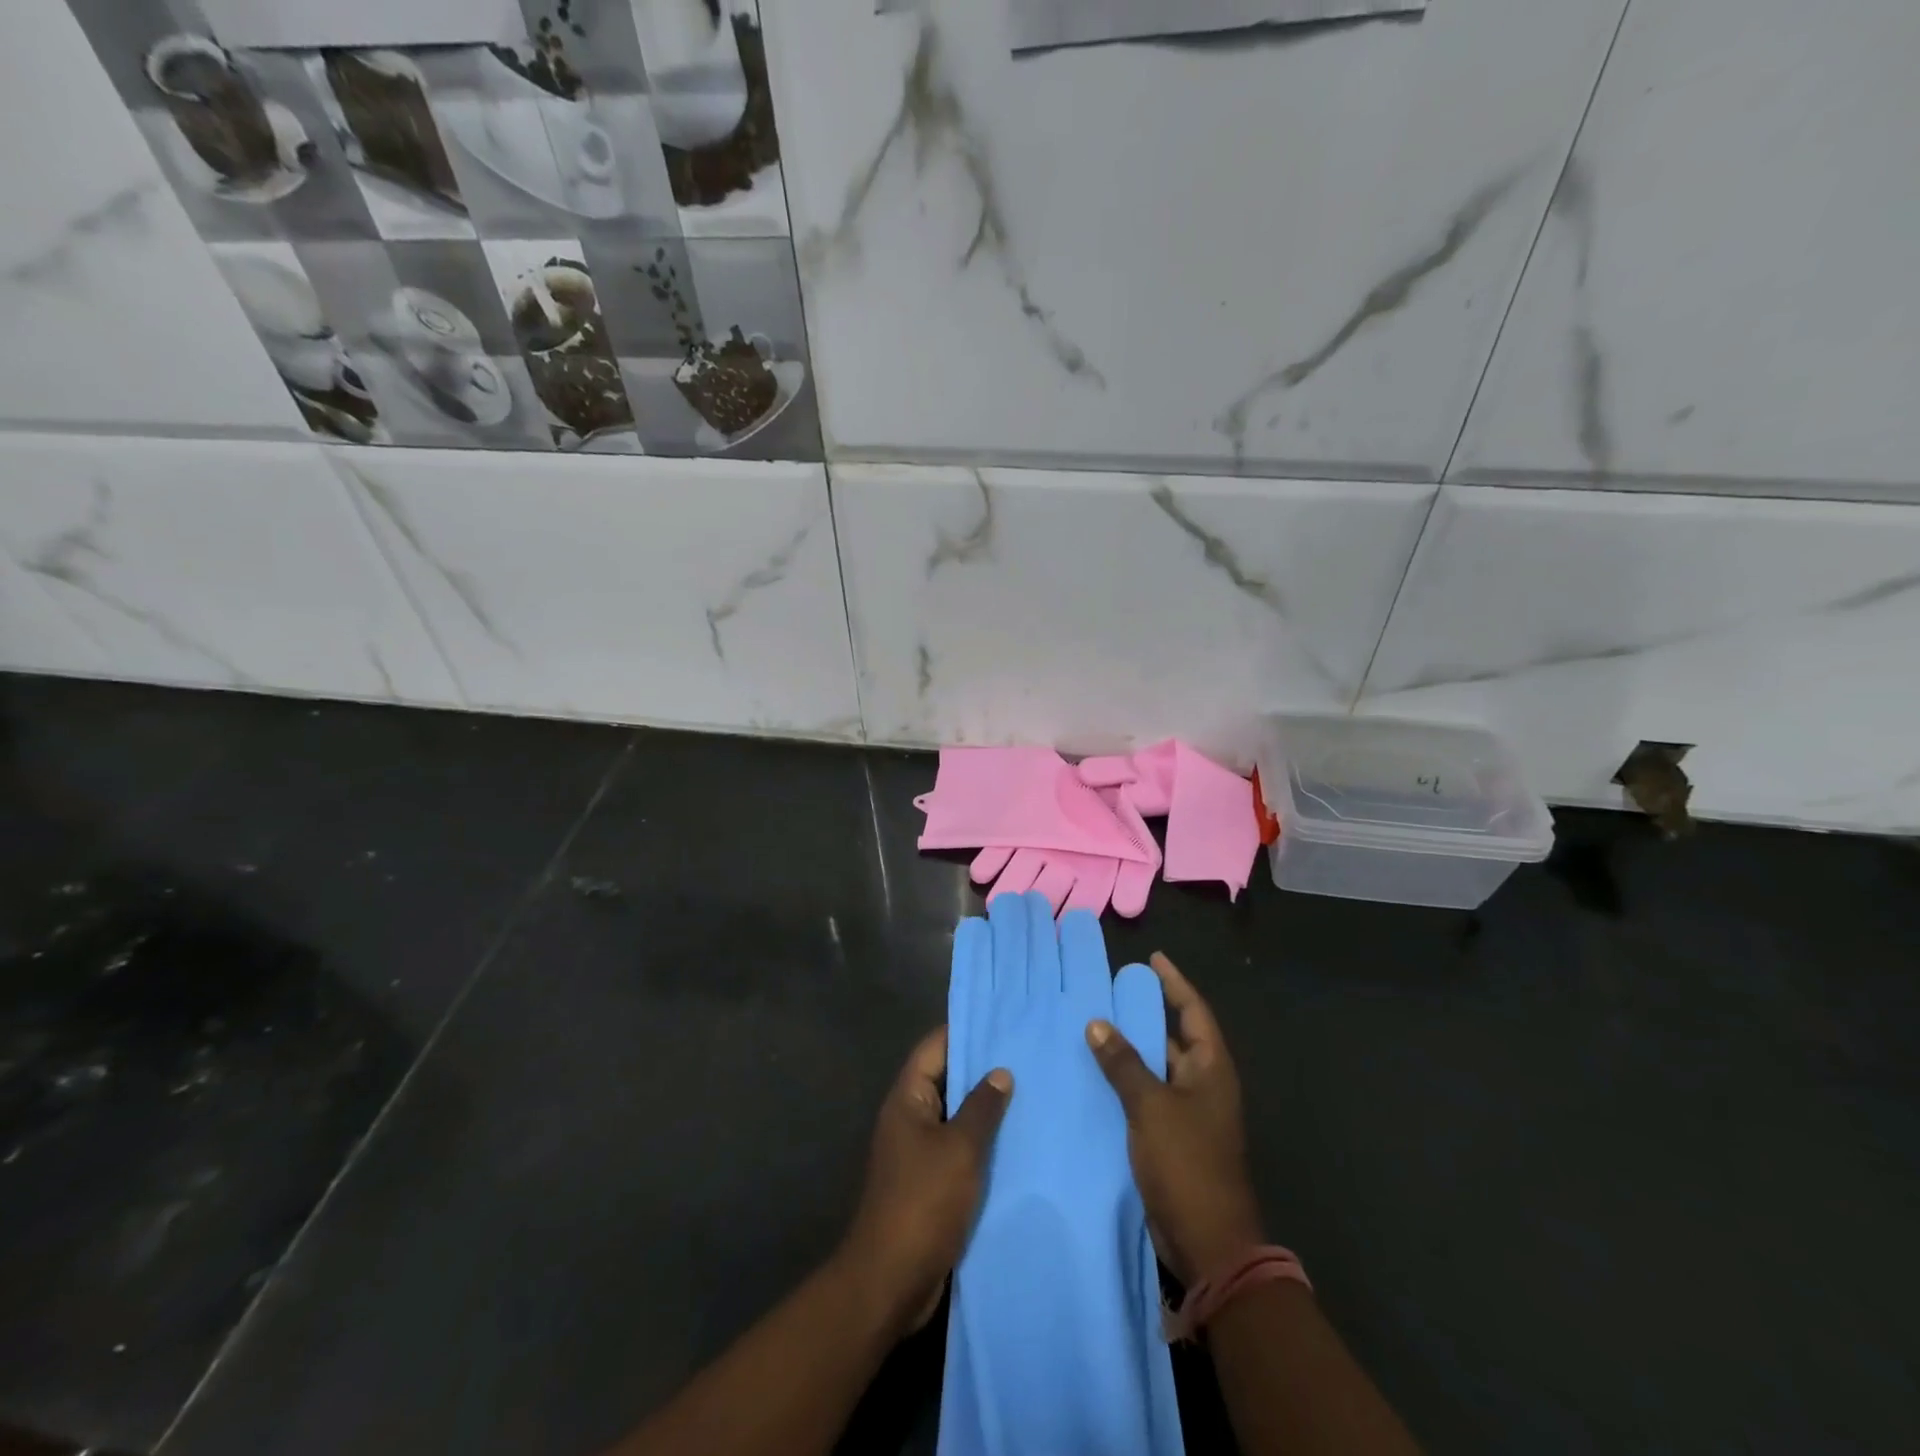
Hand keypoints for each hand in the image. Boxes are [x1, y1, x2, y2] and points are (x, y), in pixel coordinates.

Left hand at [838, 1027, 1012, 1337]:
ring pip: (955, 1116)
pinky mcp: (929, 1182)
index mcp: (907, 1098)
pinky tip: (1018, 1143)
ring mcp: (917, 1151)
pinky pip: (958, 1149)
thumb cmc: (923, 1202)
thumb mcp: (959, 1149)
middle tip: (1027, 1055)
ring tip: (1031, 1093)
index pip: (935, 1047)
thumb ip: (982, 1108)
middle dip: (982, 1070)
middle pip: (946, 1079)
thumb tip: (1000, 1072)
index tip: (1002, 1020)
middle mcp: (909, 1117)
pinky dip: (983, 1143)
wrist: (891, 1280)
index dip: (965, 1031)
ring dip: (986, 1109)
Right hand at [1086, 953, 1264, 1285]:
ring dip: (1131, 1049)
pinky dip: (1125, 1081)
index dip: (1175, 983)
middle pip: (1175, 1037)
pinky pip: (1147, 1096)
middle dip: (1146, 1014)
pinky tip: (1094, 1074)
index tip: (1152, 959)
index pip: (1194, 1011)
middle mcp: (1203, 1085)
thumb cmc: (1187, 1164)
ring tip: (1094, 1025)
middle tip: (1110, 990)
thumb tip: (1098, 1023)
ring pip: (1157, 1068)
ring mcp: (1189, 1113)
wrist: (1207, 1243)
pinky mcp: (1171, 1138)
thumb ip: (1124, 1063)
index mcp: (1210, 1069)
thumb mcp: (1151, 1106)